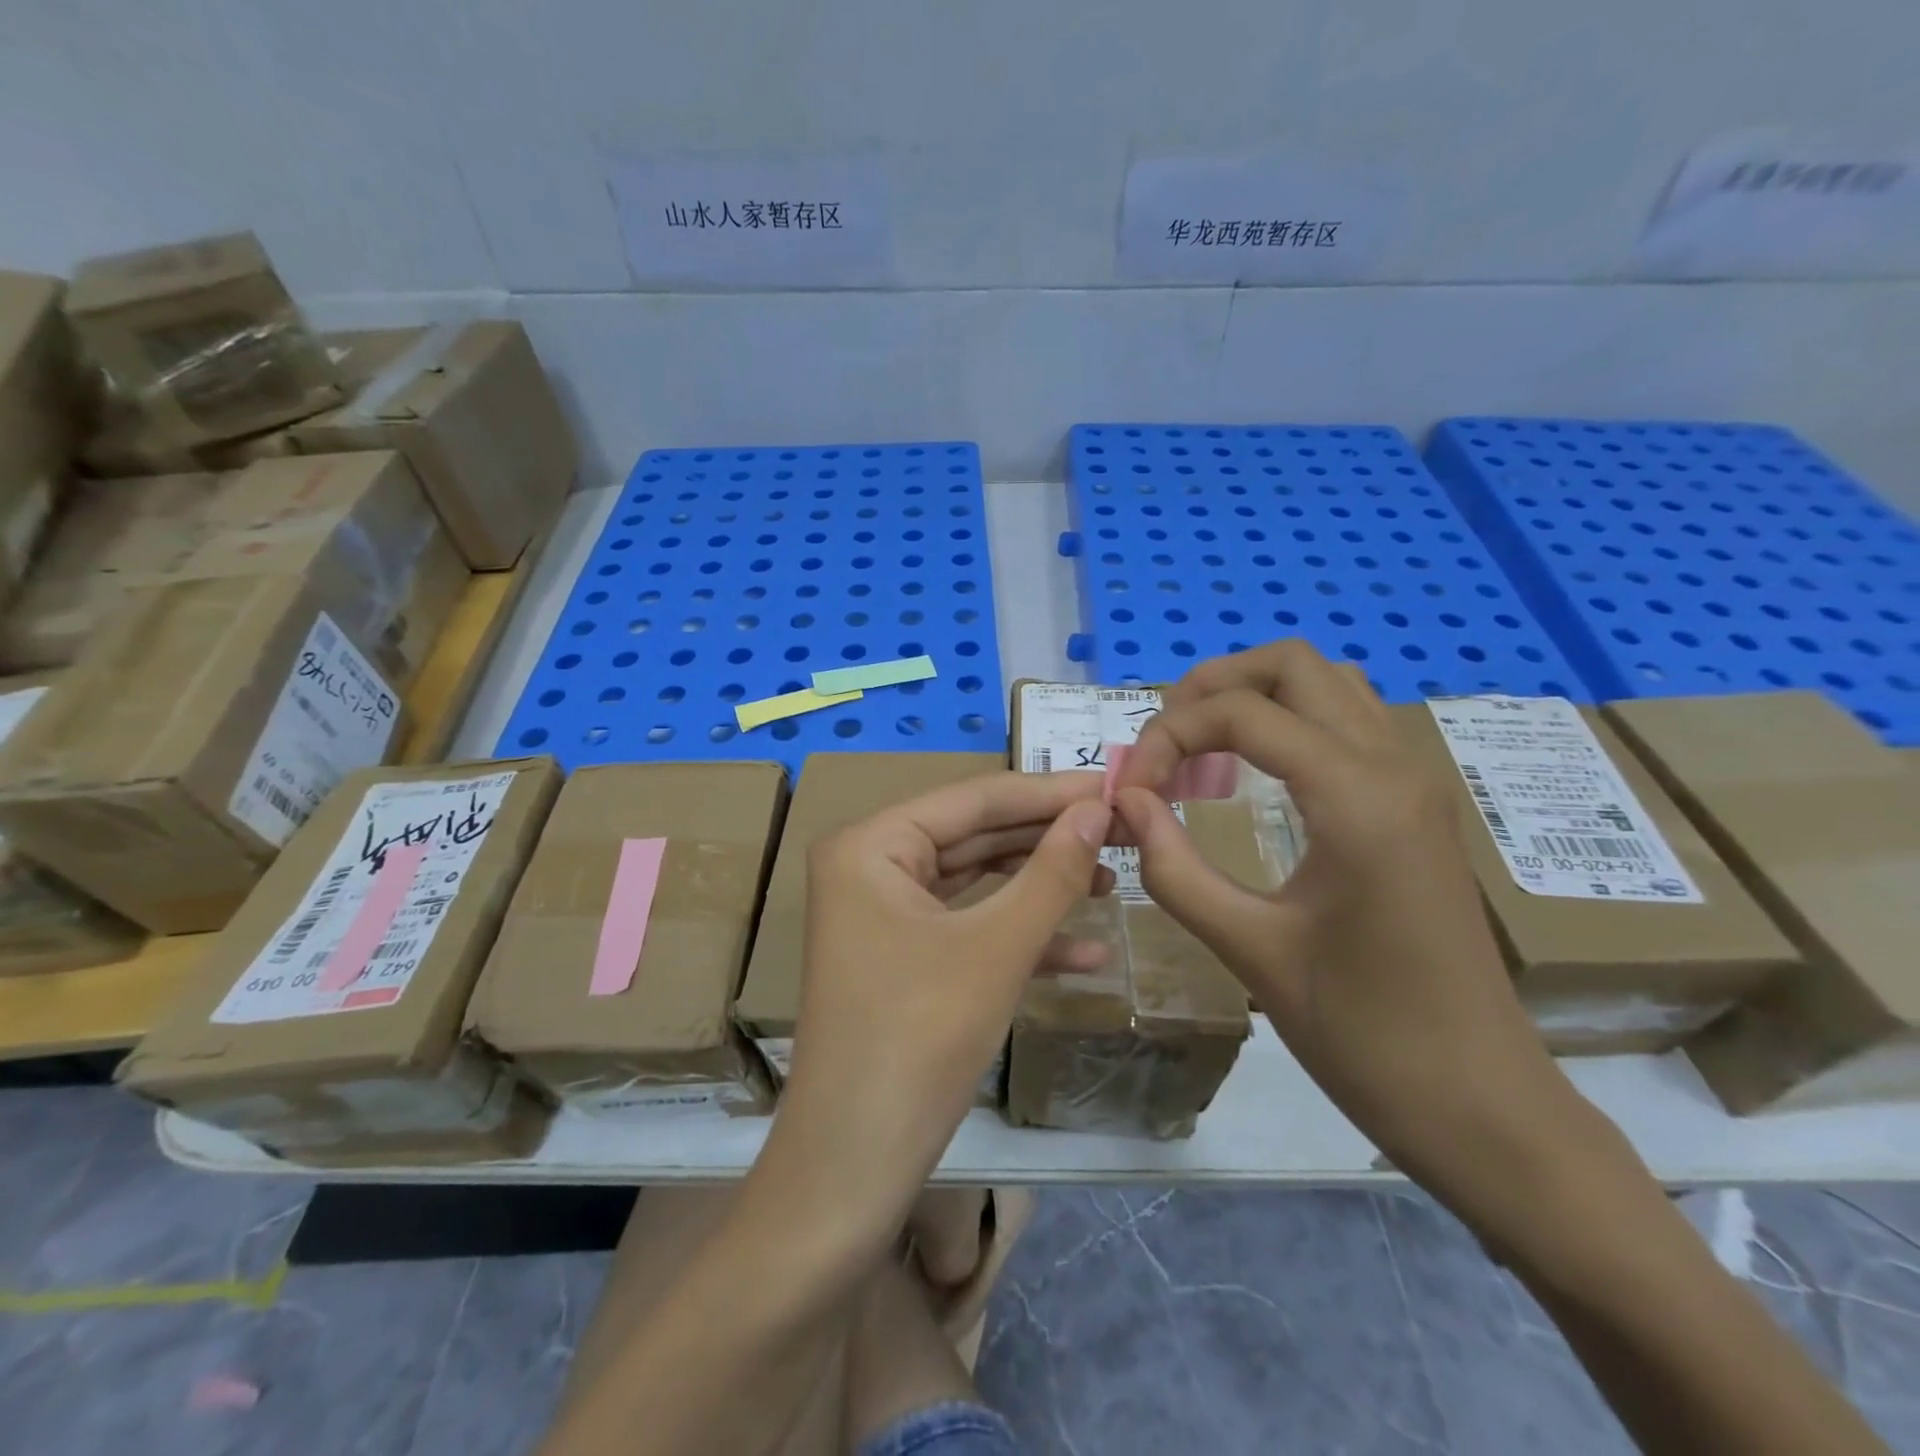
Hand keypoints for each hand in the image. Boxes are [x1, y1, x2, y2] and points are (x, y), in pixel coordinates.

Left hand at [766, 770, 1111, 1241]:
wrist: (852, 1168)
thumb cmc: (920, 1040)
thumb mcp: (997, 948)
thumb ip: (1052, 871)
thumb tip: (1100, 808)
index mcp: (872, 844)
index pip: (974, 799)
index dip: (1050, 792)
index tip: (1117, 784)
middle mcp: (870, 866)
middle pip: (976, 836)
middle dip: (1049, 839)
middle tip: (1123, 829)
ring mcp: (883, 913)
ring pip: (976, 882)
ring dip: (1041, 886)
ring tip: (1113, 880)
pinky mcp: (901, 956)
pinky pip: (967, 926)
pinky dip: (1021, 936)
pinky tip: (1088, 952)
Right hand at [1111, 641, 1584, 1228]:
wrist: (1480, 1103)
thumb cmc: (1363, 1035)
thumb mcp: (1249, 950)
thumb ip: (1173, 867)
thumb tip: (1125, 801)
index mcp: (1357, 797)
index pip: (1242, 713)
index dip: (1169, 736)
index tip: (1132, 791)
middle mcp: (1393, 766)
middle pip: (1293, 665)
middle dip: (1211, 688)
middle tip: (1162, 745)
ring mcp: (1413, 780)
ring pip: (1326, 684)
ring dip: (1253, 698)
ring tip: (1200, 752)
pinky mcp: (1414, 805)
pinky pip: (1345, 723)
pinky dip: (1286, 724)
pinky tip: (1251, 778)